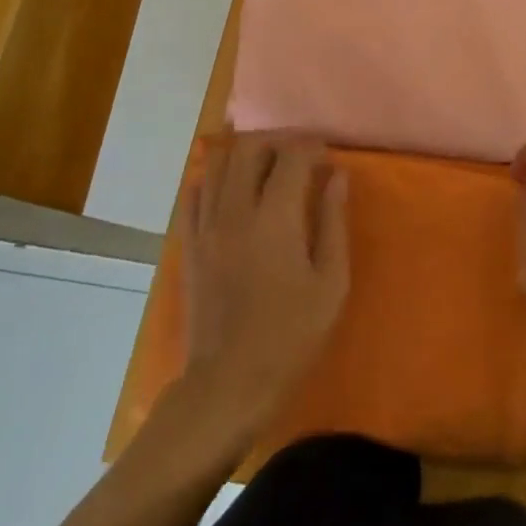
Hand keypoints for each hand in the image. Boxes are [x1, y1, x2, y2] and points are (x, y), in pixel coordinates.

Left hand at [181, 133, 349, 431]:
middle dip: (275, 142)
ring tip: (265, 168)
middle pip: (247, 148)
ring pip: (216, 164)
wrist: (228, 383)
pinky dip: (214, 180)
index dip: (311, 147)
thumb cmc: (291, 335)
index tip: (326, 158)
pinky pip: (194, 193)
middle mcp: (235, 211)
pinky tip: (232, 192)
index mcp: (275, 218)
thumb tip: (337, 176)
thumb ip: (333, 222)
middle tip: (296, 157)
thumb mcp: (331, 283)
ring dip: (243, 155)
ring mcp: (205, 226)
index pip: (291, 156)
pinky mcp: (188, 244)